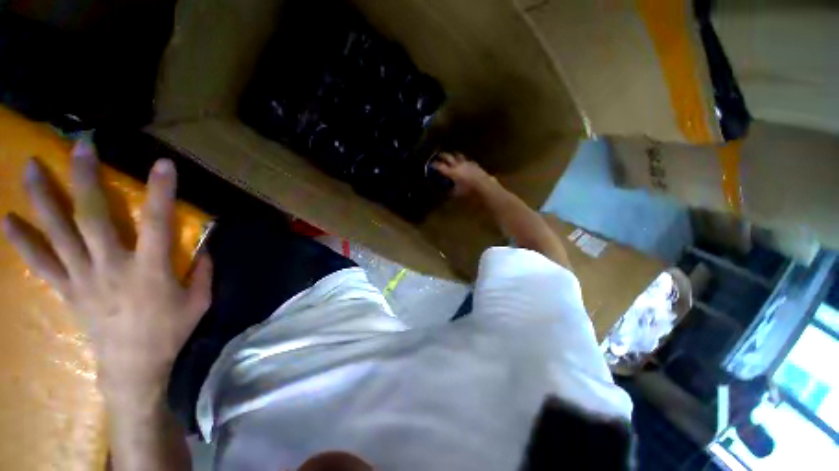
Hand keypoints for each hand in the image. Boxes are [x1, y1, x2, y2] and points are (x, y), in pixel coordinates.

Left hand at [2, 140, 211, 399]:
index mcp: (149, 269)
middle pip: (92, 217)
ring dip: (43, 198)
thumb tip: (204, 246)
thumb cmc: (171, 331)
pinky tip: (8, 221)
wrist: (134, 366)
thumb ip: (202, 270)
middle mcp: (110, 266)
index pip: (156, 222)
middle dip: (85, 179)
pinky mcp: (67, 290)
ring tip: (29, 167)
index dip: (161, 192)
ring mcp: (83, 277)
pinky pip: (40, 263)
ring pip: (58, 233)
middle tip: (79, 146)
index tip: (164, 165)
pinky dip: (23, 242)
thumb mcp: (200, 300)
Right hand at [431, 152, 496, 196]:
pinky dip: (463, 161)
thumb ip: (450, 190)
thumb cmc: (469, 191)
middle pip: (448, 157)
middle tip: (438, 156)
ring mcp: (466, 163)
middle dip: (442, 156)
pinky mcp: (474, 164)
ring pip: (458, 156)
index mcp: (452, 172)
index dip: (434, 165)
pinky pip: (467, 160)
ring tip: (451, 156)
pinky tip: (464, 163)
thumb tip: (448, 190)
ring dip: (453, 156)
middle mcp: (458, 165)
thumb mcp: (457, 193)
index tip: (431, 165)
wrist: (484, 186)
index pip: (440, 167)